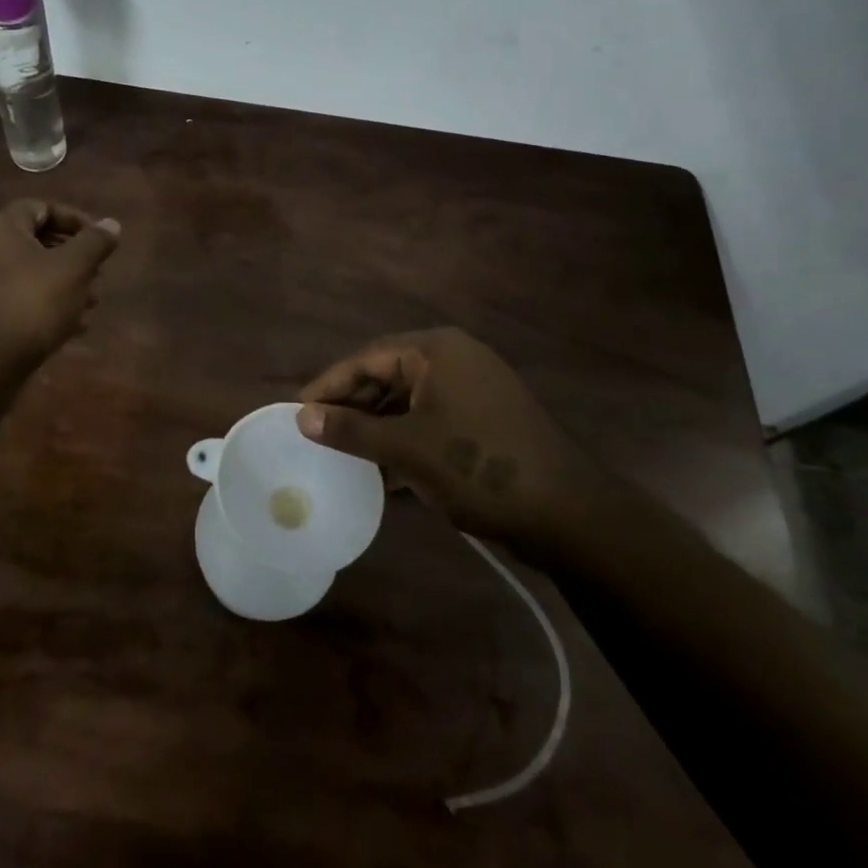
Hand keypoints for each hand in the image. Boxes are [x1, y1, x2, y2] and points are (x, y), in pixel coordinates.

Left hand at [0, 200, 120, 362]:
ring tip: (91, 303)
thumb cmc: (32, 302)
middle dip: (74, 257)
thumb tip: (112, 224)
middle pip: (38, 243)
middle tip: (99, 273)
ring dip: (65, 284)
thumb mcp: (74, 268)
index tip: (100, 238)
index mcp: (3, 228)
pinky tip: (73, 327)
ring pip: (32, 275)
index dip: (74, 218)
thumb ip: (95, 242)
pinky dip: (48, 307)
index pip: (41, 208)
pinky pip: (21, 300)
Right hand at [297, 328, 599, 550]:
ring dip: (376, 427)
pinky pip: (430, 421)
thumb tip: (302, 417)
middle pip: (387, 375)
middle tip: (316, 433)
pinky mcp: (484, 421)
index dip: (329, 384)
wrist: (570, 516)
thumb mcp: (407, 449)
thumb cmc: (480, 468)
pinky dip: (404, 441)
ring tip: (343, 455)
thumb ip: (351, 430)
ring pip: (408, 401)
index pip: (367, 357)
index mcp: (436, 351)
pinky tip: (383, 473)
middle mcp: (454, 360)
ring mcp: (473, 390)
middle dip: (352, 406)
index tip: (297, 410)